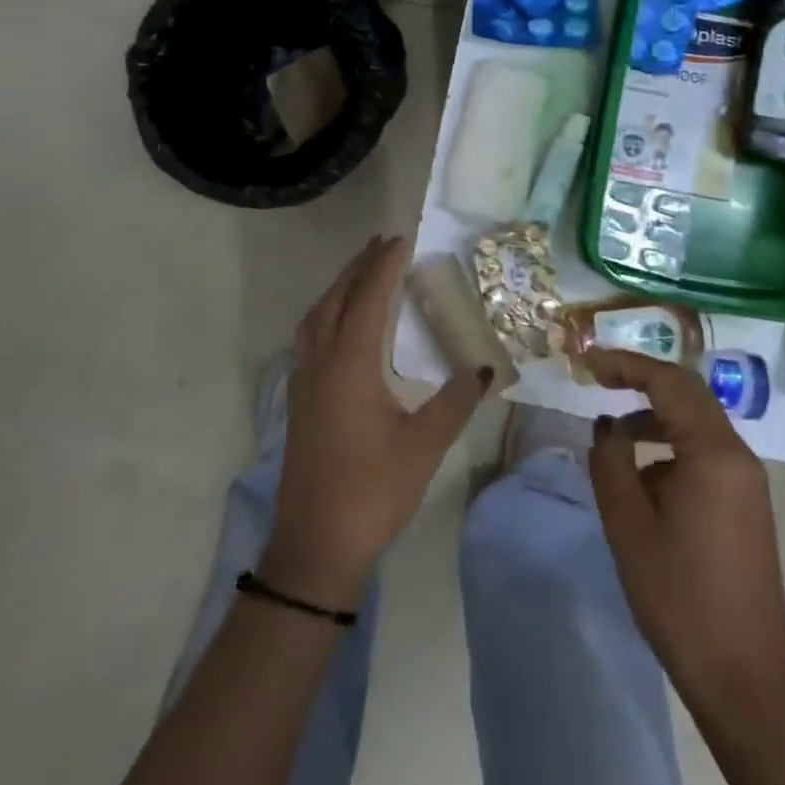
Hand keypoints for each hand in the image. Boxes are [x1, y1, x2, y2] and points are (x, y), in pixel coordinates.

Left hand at [261, 236, 490, 609]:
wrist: (316, 545)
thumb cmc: (374, 490)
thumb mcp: (425, 444)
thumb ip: (457, 400)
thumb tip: (485, 367)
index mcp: (349, 365)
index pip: (369, 300)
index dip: (384, 267)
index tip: (401, 239)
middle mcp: (320, 364)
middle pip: (335, 300)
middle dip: (358, 268)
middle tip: (382, 244)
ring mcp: (303, 384)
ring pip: (315, 319)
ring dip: (338, 290)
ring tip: (361, 275)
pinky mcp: (298, 404)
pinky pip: (308, 340)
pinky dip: (326, 317)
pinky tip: (340, 328)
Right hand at [584, 348, 784, 713]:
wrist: (744, 676)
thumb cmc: (679, 597)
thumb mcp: (628, 525)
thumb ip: (610, 462)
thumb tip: (607, 428)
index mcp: (714, 453)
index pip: (669, 382)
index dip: (625, 364)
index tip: (587, 361)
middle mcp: (738, 456)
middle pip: (688, 394)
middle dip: (641, 381)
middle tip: (597, 380)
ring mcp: (747, 481)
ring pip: (697, 424)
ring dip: (654, 417)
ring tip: (612, 437)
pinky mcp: (746, 504)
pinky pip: (705, 454)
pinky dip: (670, 447)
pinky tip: (642, 478)